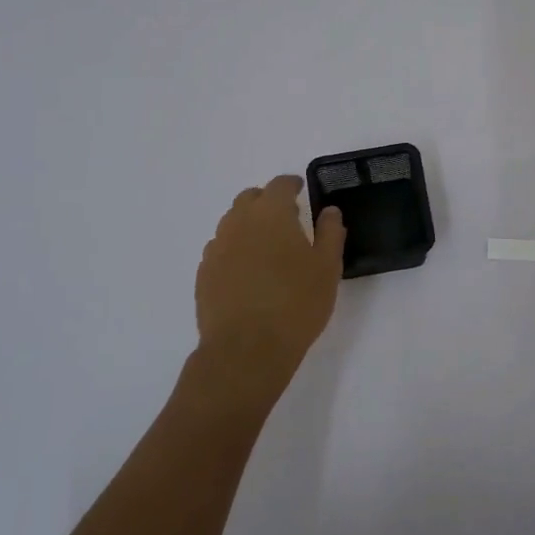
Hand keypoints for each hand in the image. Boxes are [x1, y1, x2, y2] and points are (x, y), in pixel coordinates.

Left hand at [193, 175, 346, 409]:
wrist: (246, 349)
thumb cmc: (296, 303)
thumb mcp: (327, 267)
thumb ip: (330, 233)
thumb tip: (329, 211)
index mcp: (271, 214)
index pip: (279, 185)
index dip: (291, 184)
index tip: (300, 189)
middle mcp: (238, 223)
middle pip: (249, 199)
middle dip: (267, 200)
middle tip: (285, 216)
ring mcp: (216, 248)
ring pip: (232, 223)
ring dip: (249, 224)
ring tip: (267, 245)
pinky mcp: (204, 275)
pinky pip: (220, 249)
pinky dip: (235, 249)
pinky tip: (248, 270)